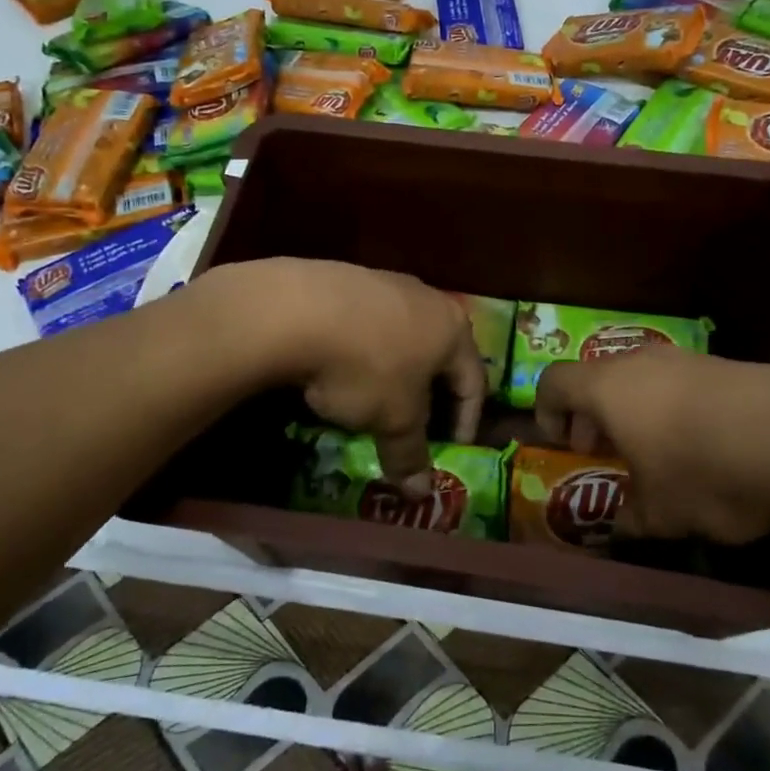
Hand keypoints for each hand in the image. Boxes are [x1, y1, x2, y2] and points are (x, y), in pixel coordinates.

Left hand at [223, 258, 486, 494]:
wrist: (295, 309)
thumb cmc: (366, 367)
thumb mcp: (393, 419)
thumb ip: (411, 455)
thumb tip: (421, 493)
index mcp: (453, 329)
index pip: (474, 383)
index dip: (466, 422)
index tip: (452, 451)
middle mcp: (427, 298)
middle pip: (439, 355)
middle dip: (429, 395)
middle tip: (416, 428)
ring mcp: (385, 283)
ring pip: (401, 337)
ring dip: (394, 372)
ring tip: (374, 400)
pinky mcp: (345, 278)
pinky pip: (366, 324)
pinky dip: (363, 352)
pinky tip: (339, 370)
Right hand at [533, 346, 769, 543]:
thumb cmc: (708, 471)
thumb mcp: (662, 514)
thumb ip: (630, 519)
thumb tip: (619, 528)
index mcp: (607, 388)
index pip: (552, 381)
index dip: (545, 411)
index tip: (562, 445)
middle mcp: (638, 362)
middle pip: (596, 378)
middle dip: (592, 417)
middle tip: (605, 454)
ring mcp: (684, 358)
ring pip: (639, 379)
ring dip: (634, 413)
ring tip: (657, 455)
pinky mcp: (723, 364)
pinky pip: (679, 383)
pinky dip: (673, 409)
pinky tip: (704, 446)